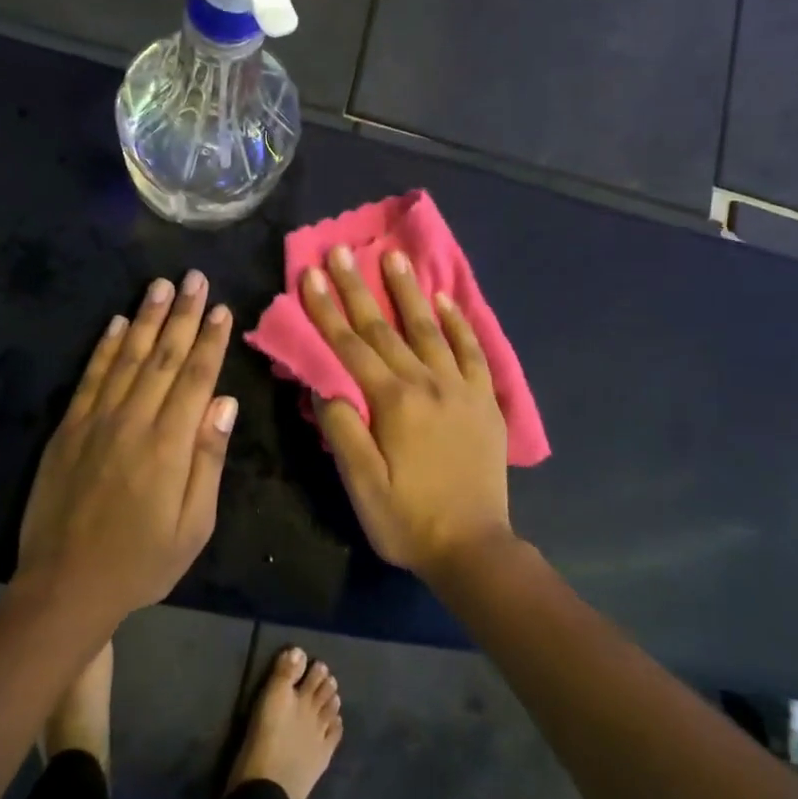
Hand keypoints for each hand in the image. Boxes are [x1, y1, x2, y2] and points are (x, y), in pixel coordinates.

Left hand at [14, 271, 237, 618]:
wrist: (65, 585)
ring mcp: (95, 420)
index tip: (222, 309)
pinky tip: (116, 323)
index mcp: (169, 445)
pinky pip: (90, 377)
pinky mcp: (68, 428)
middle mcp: (133, 421)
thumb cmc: (141, 562)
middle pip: (162, 356)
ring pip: (126, 356)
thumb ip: (208, 460)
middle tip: (195, 278)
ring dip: (145, 318)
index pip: (195, 378)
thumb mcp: (193, 526)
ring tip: (160, 285)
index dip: (210, 341)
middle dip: (182, 314)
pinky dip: (104, 347)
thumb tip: (225, 403)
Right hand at [301, 246, 512, 579]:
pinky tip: (446, 300)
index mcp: (393, 402)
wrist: (474, 548)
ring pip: (430, 329)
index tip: (312, 275)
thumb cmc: (408, 519)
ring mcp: (460, 389)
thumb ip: (342, 431)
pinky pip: (472, 352)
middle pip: (385, 329)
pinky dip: (459, 323)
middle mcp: (427, 384)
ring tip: (394, 257)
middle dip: (359, 288)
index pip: (351, 346)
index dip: (328, 310)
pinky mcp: (485, 401)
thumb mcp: (361, 485)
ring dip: (409, 292)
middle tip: (342, 250)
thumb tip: (328, 388)